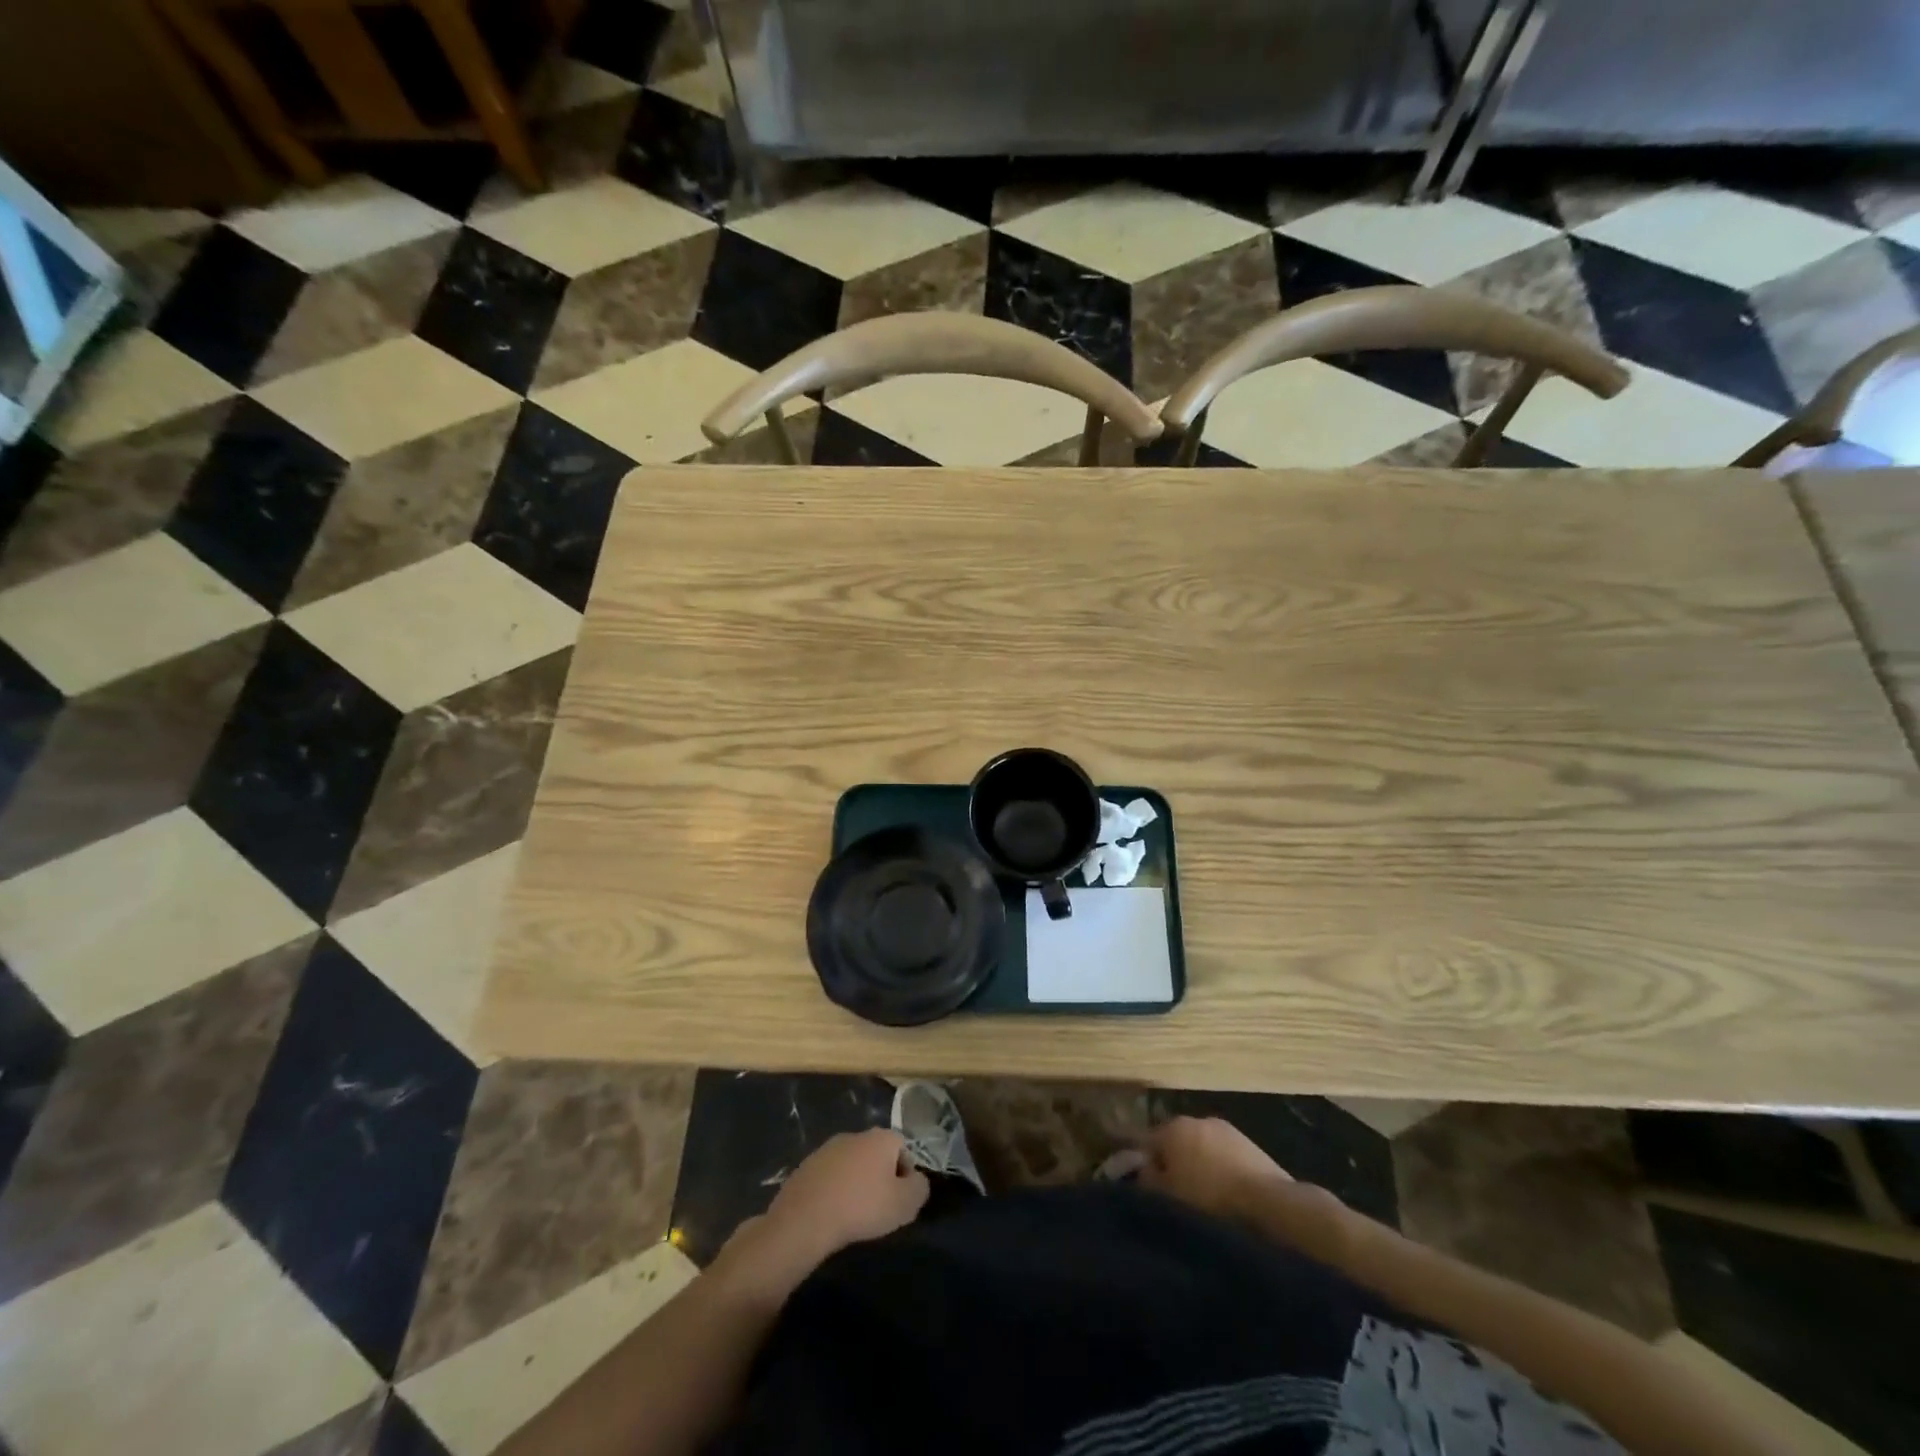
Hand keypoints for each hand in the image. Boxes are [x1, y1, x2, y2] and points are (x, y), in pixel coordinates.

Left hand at [720, 1129, 928, 1295]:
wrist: (805, 1217)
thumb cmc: (862, 1207)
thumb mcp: (904, 1204)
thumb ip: (920, 1188)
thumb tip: (917, 1181)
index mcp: (881, 1137)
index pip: (903, 1148)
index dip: (906, 1175)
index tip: (900, 1201)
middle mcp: (856, 1134)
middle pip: (877, 1154)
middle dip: (880, 1177)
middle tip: (879, 1208)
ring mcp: (828, 1148)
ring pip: (852, 1164)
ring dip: (856, 1183)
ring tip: (854, 1214)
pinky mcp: (807, 1165)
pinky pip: (830, 1176)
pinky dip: (835, 1190)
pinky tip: (832, 1213)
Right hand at [1139, 1116, 1289, 1219]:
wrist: (1269, 1204)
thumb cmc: (1209, 1199)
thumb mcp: (1167, 1196)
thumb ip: (1147, 1180)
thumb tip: (1142, 1171)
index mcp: (1172, 1127)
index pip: (1146, 1143)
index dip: (1144, 1167)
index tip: (1148, 1191)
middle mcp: (1197, 1119)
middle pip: (1176, 1143)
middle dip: (1175, 1165)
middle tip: (1177, 1196)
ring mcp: (1227, 1130)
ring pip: (1203, 1149)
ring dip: (1201, 1167)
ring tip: (1205, 1200)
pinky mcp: (1251, 1146)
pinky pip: (1226, 1158)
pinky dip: (1223, 1172)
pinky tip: (1229, 1197)